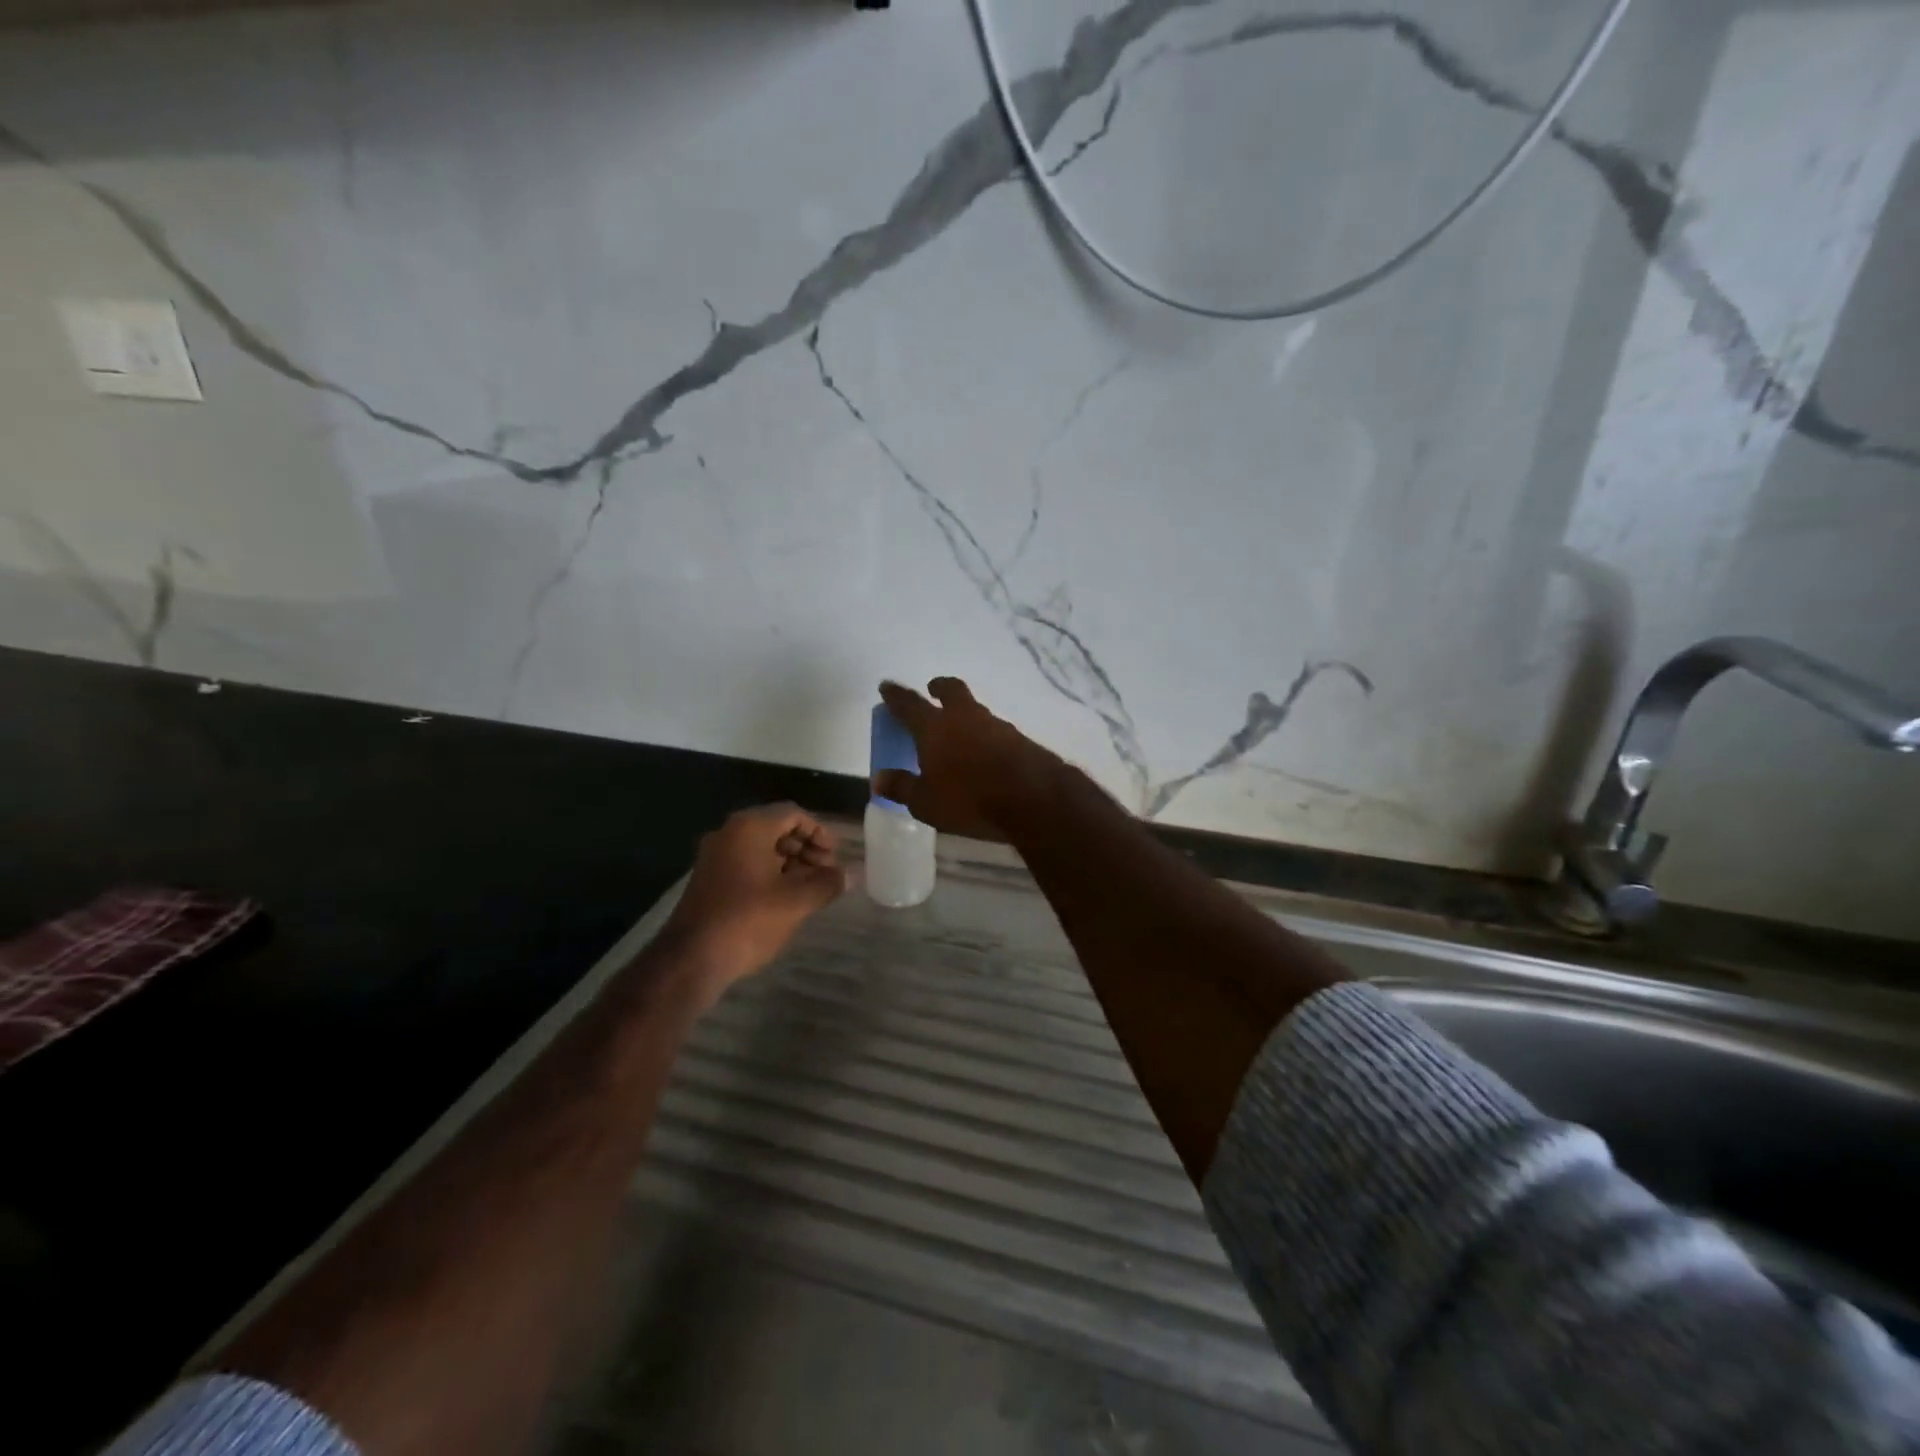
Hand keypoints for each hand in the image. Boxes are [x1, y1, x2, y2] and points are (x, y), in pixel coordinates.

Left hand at [660, 804, 847, 993]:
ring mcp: (715, 856)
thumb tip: (851, 874)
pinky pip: (746, 864)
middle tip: (826, 874)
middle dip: (806, 848)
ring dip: (790, 863)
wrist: (691, 958)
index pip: (794, 814)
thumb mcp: (797, 901)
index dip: (820, 833)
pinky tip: (784, 899)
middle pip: (777, 828)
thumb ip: (827, 883)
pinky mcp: (709, 879)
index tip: (834, 858)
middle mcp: (729, 833)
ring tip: (809, 889)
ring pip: (762, 848)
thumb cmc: (748, 920)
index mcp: (750, 828)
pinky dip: (770, 873)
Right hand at [876, 677, 1062, 840]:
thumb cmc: (969, 800)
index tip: (887, 686)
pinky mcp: (1020, 739)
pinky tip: (985, 752)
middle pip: (951, 691)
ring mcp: (996, 725)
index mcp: (935, 728)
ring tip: (959, 731)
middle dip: (939, 688)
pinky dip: (984, 735)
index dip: (896, 695)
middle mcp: (965, 718)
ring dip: (964, 713)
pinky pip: (994, 730)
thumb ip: (902, 787)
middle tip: (933, 689)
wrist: (1034, 798)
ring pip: (975, 709)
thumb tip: (879, 778)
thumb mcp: (926, 802)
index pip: (909, 705)